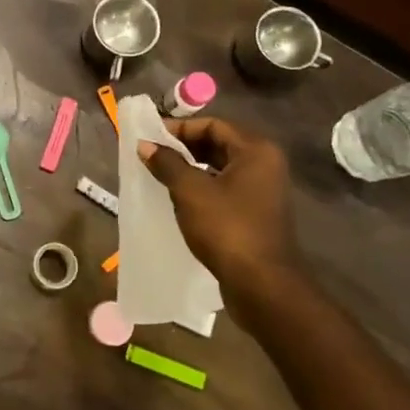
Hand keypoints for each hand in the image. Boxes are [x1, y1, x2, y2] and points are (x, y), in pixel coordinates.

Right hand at [139, 118, 301, 294]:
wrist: (262, 285)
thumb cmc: (227, 229)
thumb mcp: (190, 191)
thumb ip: (167, 163)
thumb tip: (145, 145)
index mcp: (256, 151)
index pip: (213, 125)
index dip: (179, 128)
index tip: (151, 138)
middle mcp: (265, 165)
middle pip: (219, 144)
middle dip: (184, 148)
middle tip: (152, 155)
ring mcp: (264, 191)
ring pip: (221, 168)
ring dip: (191, 168)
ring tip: (161, 175)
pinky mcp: (257, 213)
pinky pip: (225, 189)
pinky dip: (203, 187)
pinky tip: (180, 199)